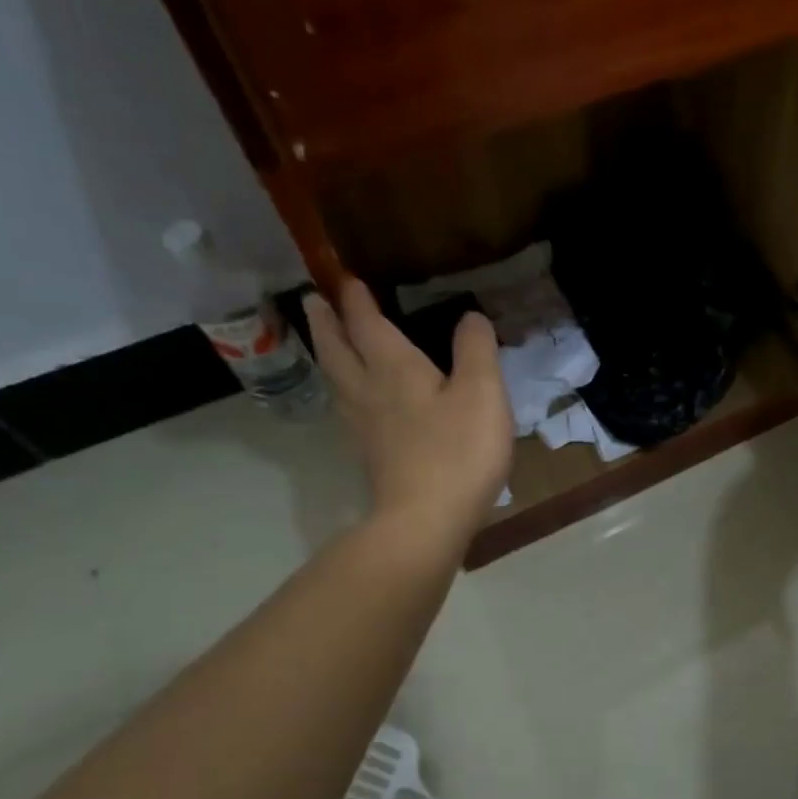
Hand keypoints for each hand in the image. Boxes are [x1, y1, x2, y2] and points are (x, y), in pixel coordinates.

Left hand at [304, 279, 512, 529]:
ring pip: (337, 380)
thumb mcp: (482, 393)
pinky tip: (354, 400)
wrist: (426, 521)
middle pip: (338, 349)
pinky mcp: (371, 456)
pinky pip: (348, 408)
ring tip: (328, 342)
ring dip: (329, 354)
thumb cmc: (458, 452)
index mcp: (394, 368)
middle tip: (315, 302)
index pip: (367, 323)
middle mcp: (369, 391)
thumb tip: (470, 316)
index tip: (345, 278)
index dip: (356, 299)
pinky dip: (343, 389)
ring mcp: (365, 427)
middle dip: (327, 322)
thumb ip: (476, 350)